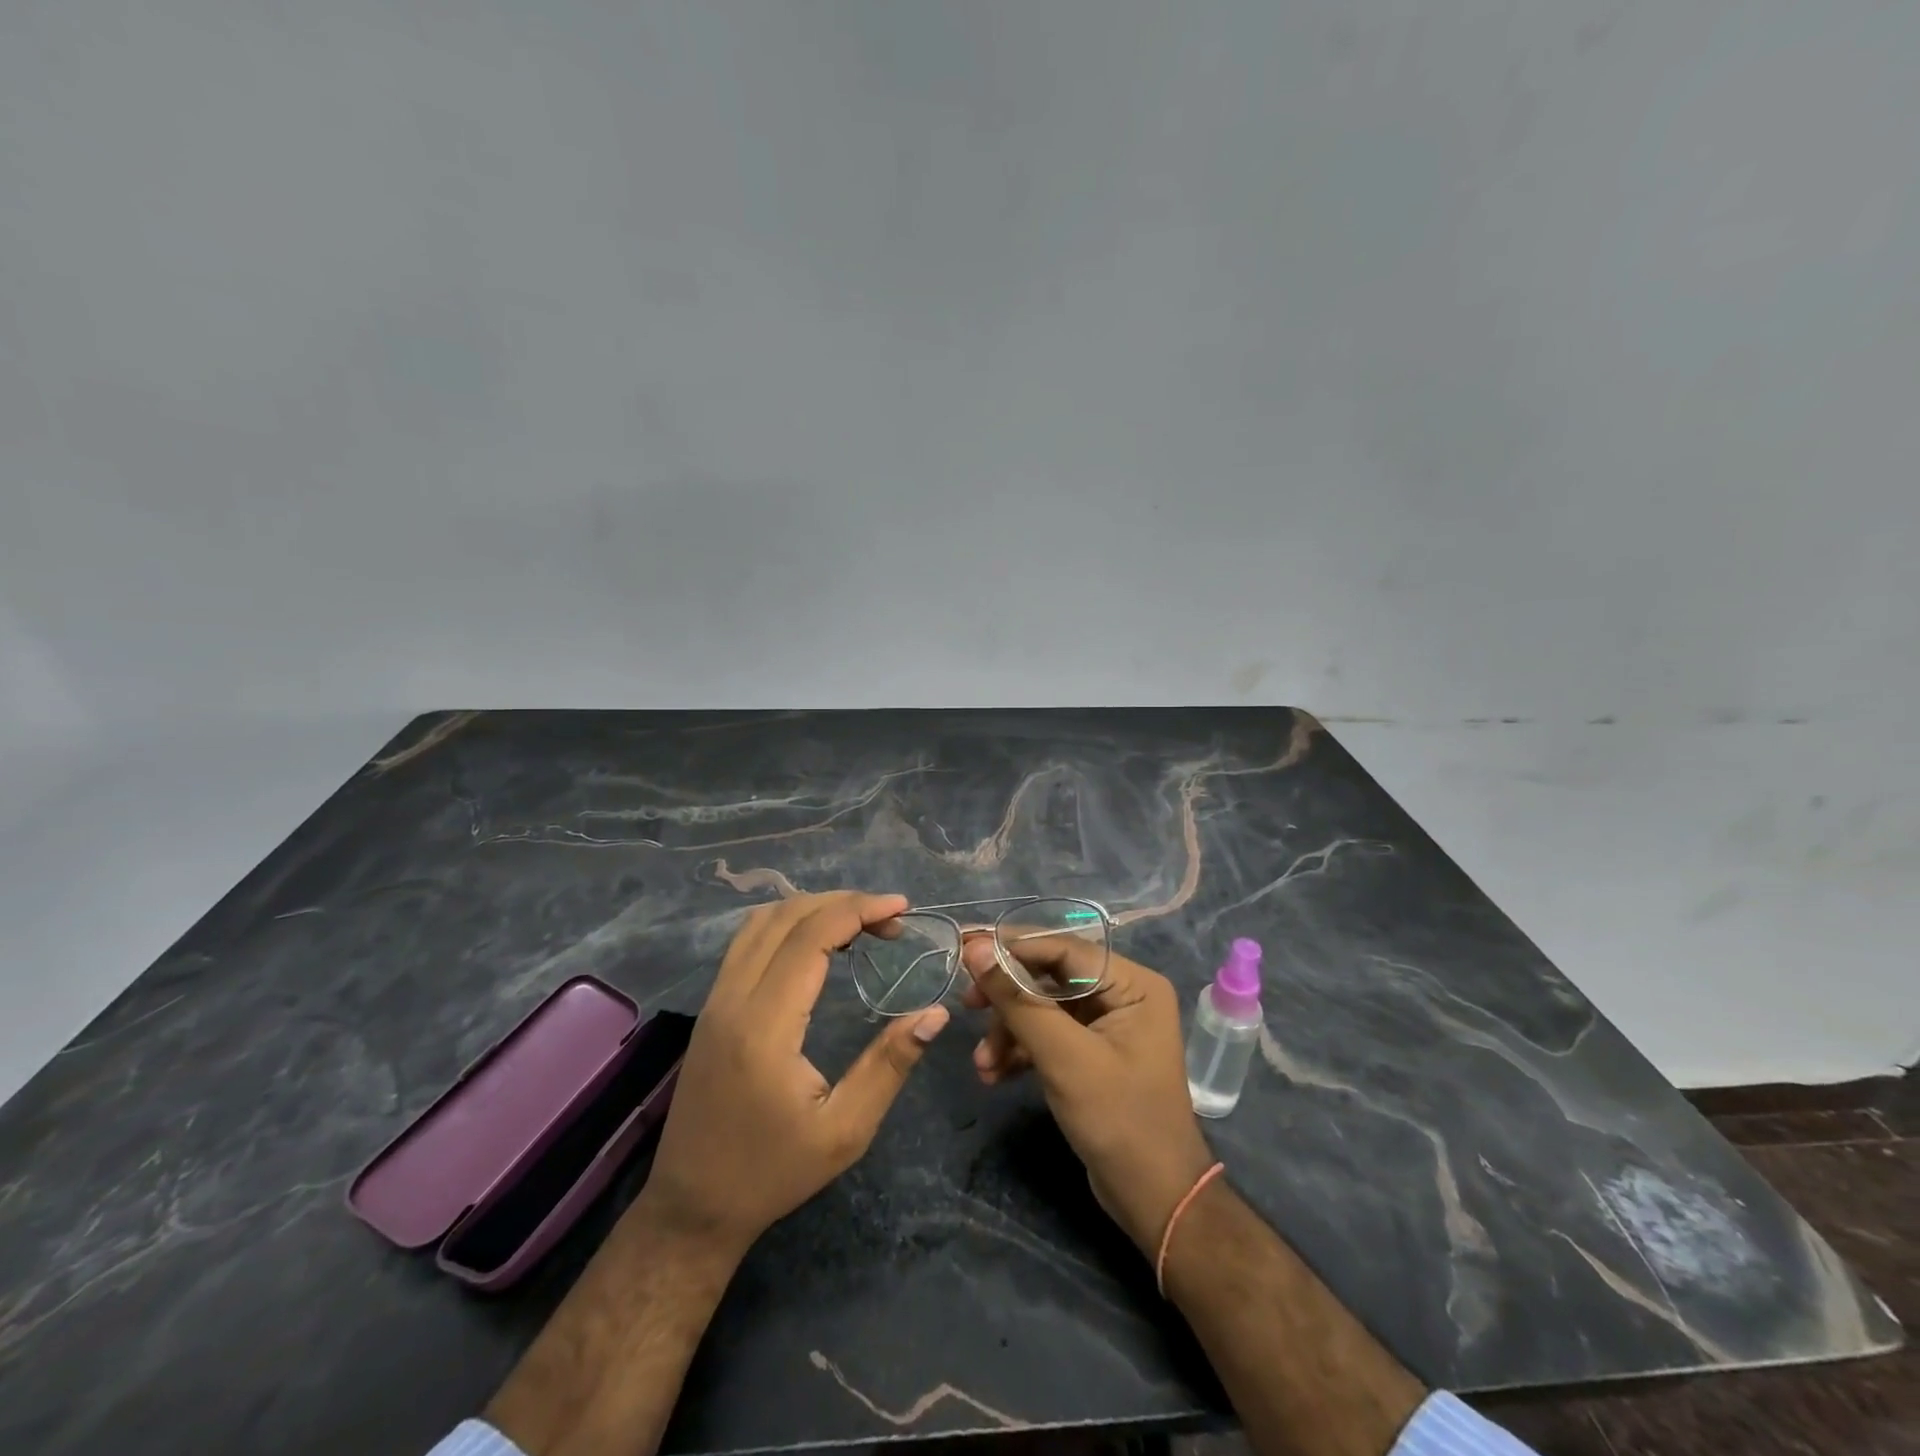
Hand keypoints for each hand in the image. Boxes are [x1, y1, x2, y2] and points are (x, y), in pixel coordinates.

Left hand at [640, 892, 948, 1256]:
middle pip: (787, 917)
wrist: (693, 1205)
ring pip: (761, 922)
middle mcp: (734, 998)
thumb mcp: (845, 1130)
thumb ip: (890, 1065)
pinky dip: (787, 924)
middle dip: (843, 904)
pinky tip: (816, 941)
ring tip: (859, 922)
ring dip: (813, 908)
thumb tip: (935, 1013)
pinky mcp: (711, 1007)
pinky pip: (747, 941)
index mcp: (765, 1025)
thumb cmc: (773, 1172)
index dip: (859, 910)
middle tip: (890, 920)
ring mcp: (715, 1000)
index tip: (902, 908)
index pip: (811, 936)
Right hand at [961, 934, 1213, 1256]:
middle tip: (965, 1004)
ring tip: (981, 1065)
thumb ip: (1017, 1000)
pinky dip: (1022, 1050)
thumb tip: (975, 949)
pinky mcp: (1094, 1051)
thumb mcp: (1062, 1057)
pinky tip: (995, 1075)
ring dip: (1009, 1031)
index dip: (1012, 946)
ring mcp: (1109, 1023)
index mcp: (1133, 983)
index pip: (1063, 949)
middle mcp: (1124, 993)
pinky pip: (1050, 1033)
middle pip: (1051, 976)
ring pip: (1045, 1007)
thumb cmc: (1118, 1120)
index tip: (964, 947)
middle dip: (1007, 998)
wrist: (1154, 1200)